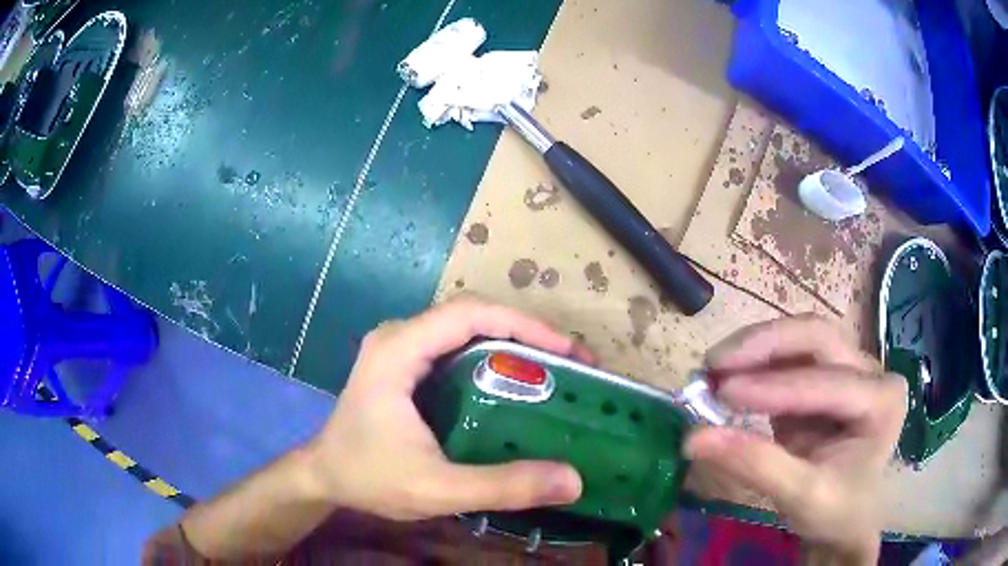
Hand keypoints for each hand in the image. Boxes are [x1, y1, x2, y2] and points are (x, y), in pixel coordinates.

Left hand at [303, 299, 588, 520]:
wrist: (324, 477)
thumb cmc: (368, 478)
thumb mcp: (437, 489)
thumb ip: (502, 486)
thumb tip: (572, 480)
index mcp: (398, 350)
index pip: (470, 314)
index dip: (524, 325)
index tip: (568, 351)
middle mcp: (399, 336)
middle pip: (473, 316)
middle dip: (527, 334)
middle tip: (572, 364)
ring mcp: (400, 347)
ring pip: (467, 329)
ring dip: (513, 343)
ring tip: (556, 371)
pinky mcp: (405, 362)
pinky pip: (457, 347)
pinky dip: (493, 358)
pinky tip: (517, 383)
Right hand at [685, 316, 906, 562]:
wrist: (847, 520)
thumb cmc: (837, 513)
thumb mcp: (801, 496)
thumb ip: (756, 465)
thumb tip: (693, 439)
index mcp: (882, 400)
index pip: (825, 383)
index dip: (772, 387)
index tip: (719, 392)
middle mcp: (871, 372)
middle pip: (818, 338)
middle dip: (765, 345)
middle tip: (714, 363)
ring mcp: (850, 369)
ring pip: (802, 339)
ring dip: (756, 348)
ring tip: (714, 367)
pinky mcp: (826, 377)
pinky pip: (790, 357)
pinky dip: (756, 363)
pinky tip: (730, 374)